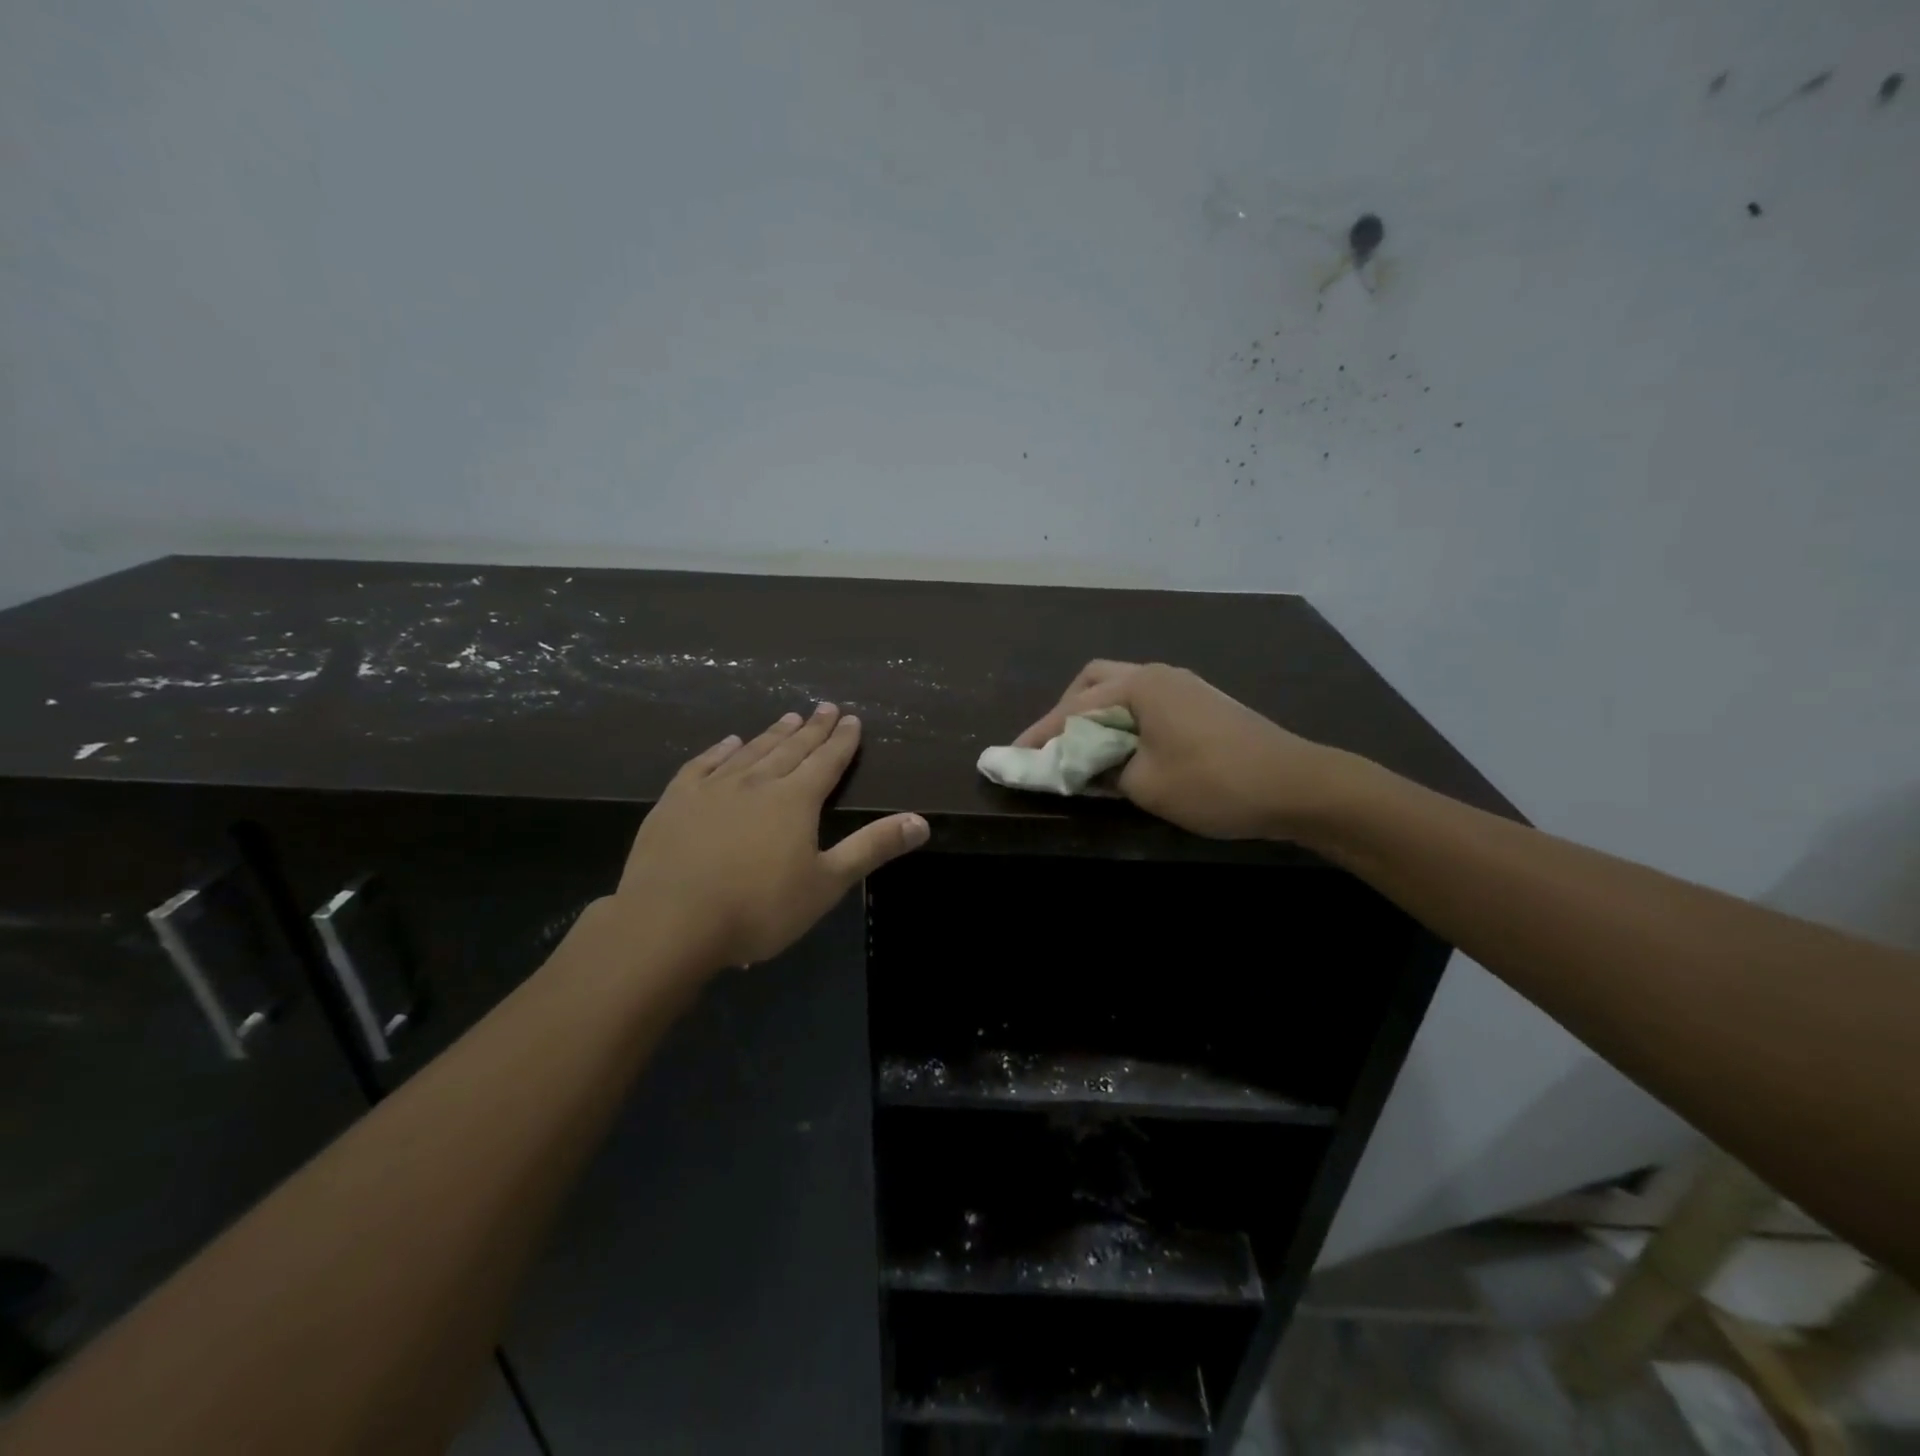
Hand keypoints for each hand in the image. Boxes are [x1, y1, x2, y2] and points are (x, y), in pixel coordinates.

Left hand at [614, 703, 928, 969]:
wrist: (671, 922)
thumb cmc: (759, 908)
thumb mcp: (826, 883)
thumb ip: (873, 848)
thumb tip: (921, 822)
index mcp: (796, 800)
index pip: (826, 761)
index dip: (842, 740)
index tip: (851, 718)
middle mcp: (757, 782)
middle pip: (792, 748)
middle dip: (812, 728)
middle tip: (825, 706)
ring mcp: (713, 788)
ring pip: (751, 750)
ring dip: (773, 733)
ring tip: (788, 716)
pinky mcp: (677, 800)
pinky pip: (703, 764)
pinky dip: (721, 750)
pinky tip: (729, 742)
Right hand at [1014, 661, 1337, 838]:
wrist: (1298, 785)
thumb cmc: (1215, 783)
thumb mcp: (1146, 785)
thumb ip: (1103, 771)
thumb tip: (1085, 765)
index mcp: (1140, 686)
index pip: (1074, 708)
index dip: (1041, 734)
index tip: (1013, 757)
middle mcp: (1158, 674)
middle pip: (1095, 681)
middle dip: (1067, 711)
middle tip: (1054, 746)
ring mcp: (1184, 686)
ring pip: (1122, 690)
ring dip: (1097, 715)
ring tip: (1084, 750)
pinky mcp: (1202, 703)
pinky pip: (1147, 703)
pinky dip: (1124, 721)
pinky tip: (1125, 749)